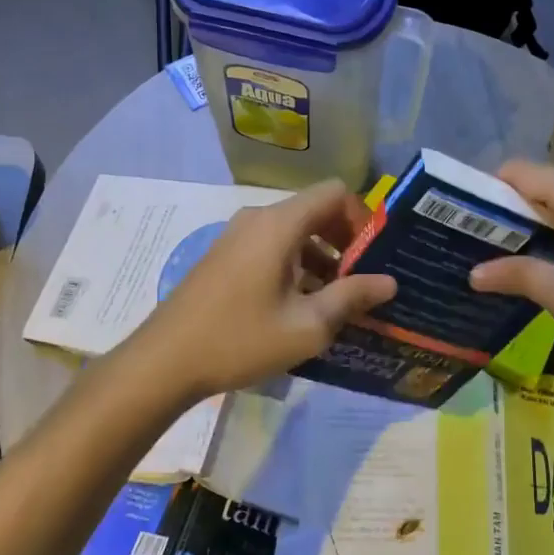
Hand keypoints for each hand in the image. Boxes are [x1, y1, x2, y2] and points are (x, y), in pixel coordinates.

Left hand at [128, 181, 397, 399]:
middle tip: (360, 282)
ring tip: (334, 301)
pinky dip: (295, 264)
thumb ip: (352, 297)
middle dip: (345, 241)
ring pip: (294, 231)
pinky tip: (299, 305)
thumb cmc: (240, 339)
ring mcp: (237, 236)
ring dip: (321, 256)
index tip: (372, 257)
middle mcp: (258, 218)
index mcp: (279, 224)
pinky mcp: (225, 255)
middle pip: (315, 210)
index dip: (362, 218)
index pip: (335, 192)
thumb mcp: (307, 325)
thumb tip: (389, 282)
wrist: (163, 361)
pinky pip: (272, 245)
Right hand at [470, 160, 553, 383]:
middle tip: (476, 245)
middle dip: (506, 211)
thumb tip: (474, 272)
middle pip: (539, 184)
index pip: (518, 171)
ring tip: (506, 257)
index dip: (485, 189)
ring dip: (534, 224)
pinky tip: (553, 264)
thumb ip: (520, 277)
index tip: (460, 219)